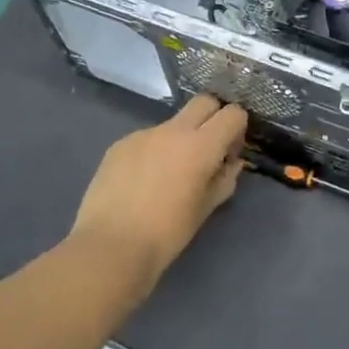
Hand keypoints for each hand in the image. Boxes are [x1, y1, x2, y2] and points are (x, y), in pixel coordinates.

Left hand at [71, 96, 249, 289]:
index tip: (231, 150)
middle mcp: (172, 130)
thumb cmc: (167, 233)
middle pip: (203, 102)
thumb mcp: (205, 209)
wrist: (111, 246)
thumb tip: (231, 163)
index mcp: (200, 146)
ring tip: (169, 175)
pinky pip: (146, 139)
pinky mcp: (119, 145)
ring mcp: (142, 134)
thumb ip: (224, 179)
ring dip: (180, 138)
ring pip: (172, 123)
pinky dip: (154, 151)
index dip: (237, 127)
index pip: (232, 114)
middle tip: (208, 150)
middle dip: (212, 117)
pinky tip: (142, 182)